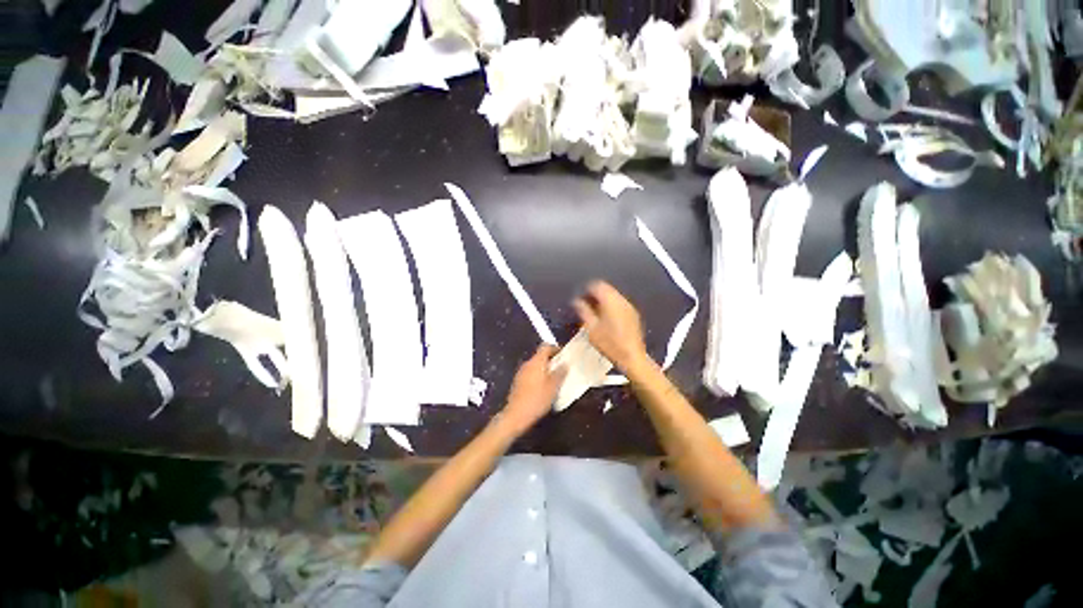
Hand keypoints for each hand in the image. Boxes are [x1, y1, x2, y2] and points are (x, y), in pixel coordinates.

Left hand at [500, 345, 565, 434]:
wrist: (516, 415)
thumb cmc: (537, 399)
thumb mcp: (553, 387)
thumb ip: (560, 373)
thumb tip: (565, 363)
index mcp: (536, 361)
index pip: (546, 347)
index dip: (556, 348)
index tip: (564, 355)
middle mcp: (527, 364)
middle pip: (540, 356)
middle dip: (552, 360)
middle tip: (562, 368)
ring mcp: (521, 373)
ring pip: (536, 365)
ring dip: (545, 369)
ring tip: (555, 378)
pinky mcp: (518, 382)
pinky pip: (531, 373)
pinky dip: (538, 376)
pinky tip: (544, 387)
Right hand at [572, 281, 647, 370]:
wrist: (632, 357)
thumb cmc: (609, 344)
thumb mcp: (591, 328)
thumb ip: (583, 311)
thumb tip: (576, 302)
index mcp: (610, 301)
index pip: (597, 285)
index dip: (587, 289)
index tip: (580, 297)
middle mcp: (621, 300)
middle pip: (606, 288)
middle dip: (595, 294)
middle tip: (586, 304)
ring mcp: (629, 307)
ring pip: (613, 295)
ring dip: (603, 300)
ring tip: (594, 312)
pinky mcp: (633, 314)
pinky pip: (620, 303)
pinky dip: (611, 305)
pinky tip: (606, 318)